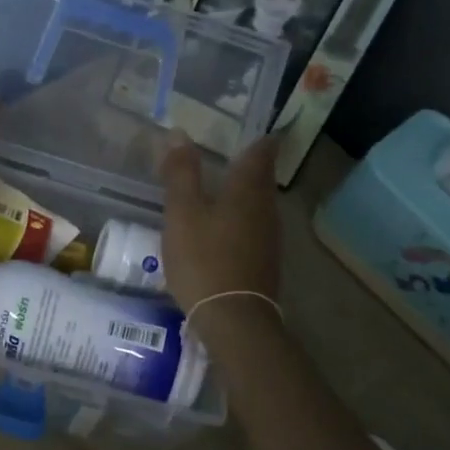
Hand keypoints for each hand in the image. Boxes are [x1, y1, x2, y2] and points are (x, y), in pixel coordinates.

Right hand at [159, 133, 281, 315]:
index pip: (261, 154)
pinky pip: (255, 227)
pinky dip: (241, 218)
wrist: (234, 320)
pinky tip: (223, 226)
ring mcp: (269, 238)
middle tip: (232, 153)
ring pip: (259, 204)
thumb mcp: (182, 213)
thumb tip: (180, 134)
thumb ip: (181, 173)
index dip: (261, 140)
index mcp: (247, 191)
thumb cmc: (204, 259)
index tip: (258, 130)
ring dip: (244, 193)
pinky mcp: (265, 261)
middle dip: (250, 165)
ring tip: (222, 186)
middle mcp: (265, 209)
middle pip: (262, 179)